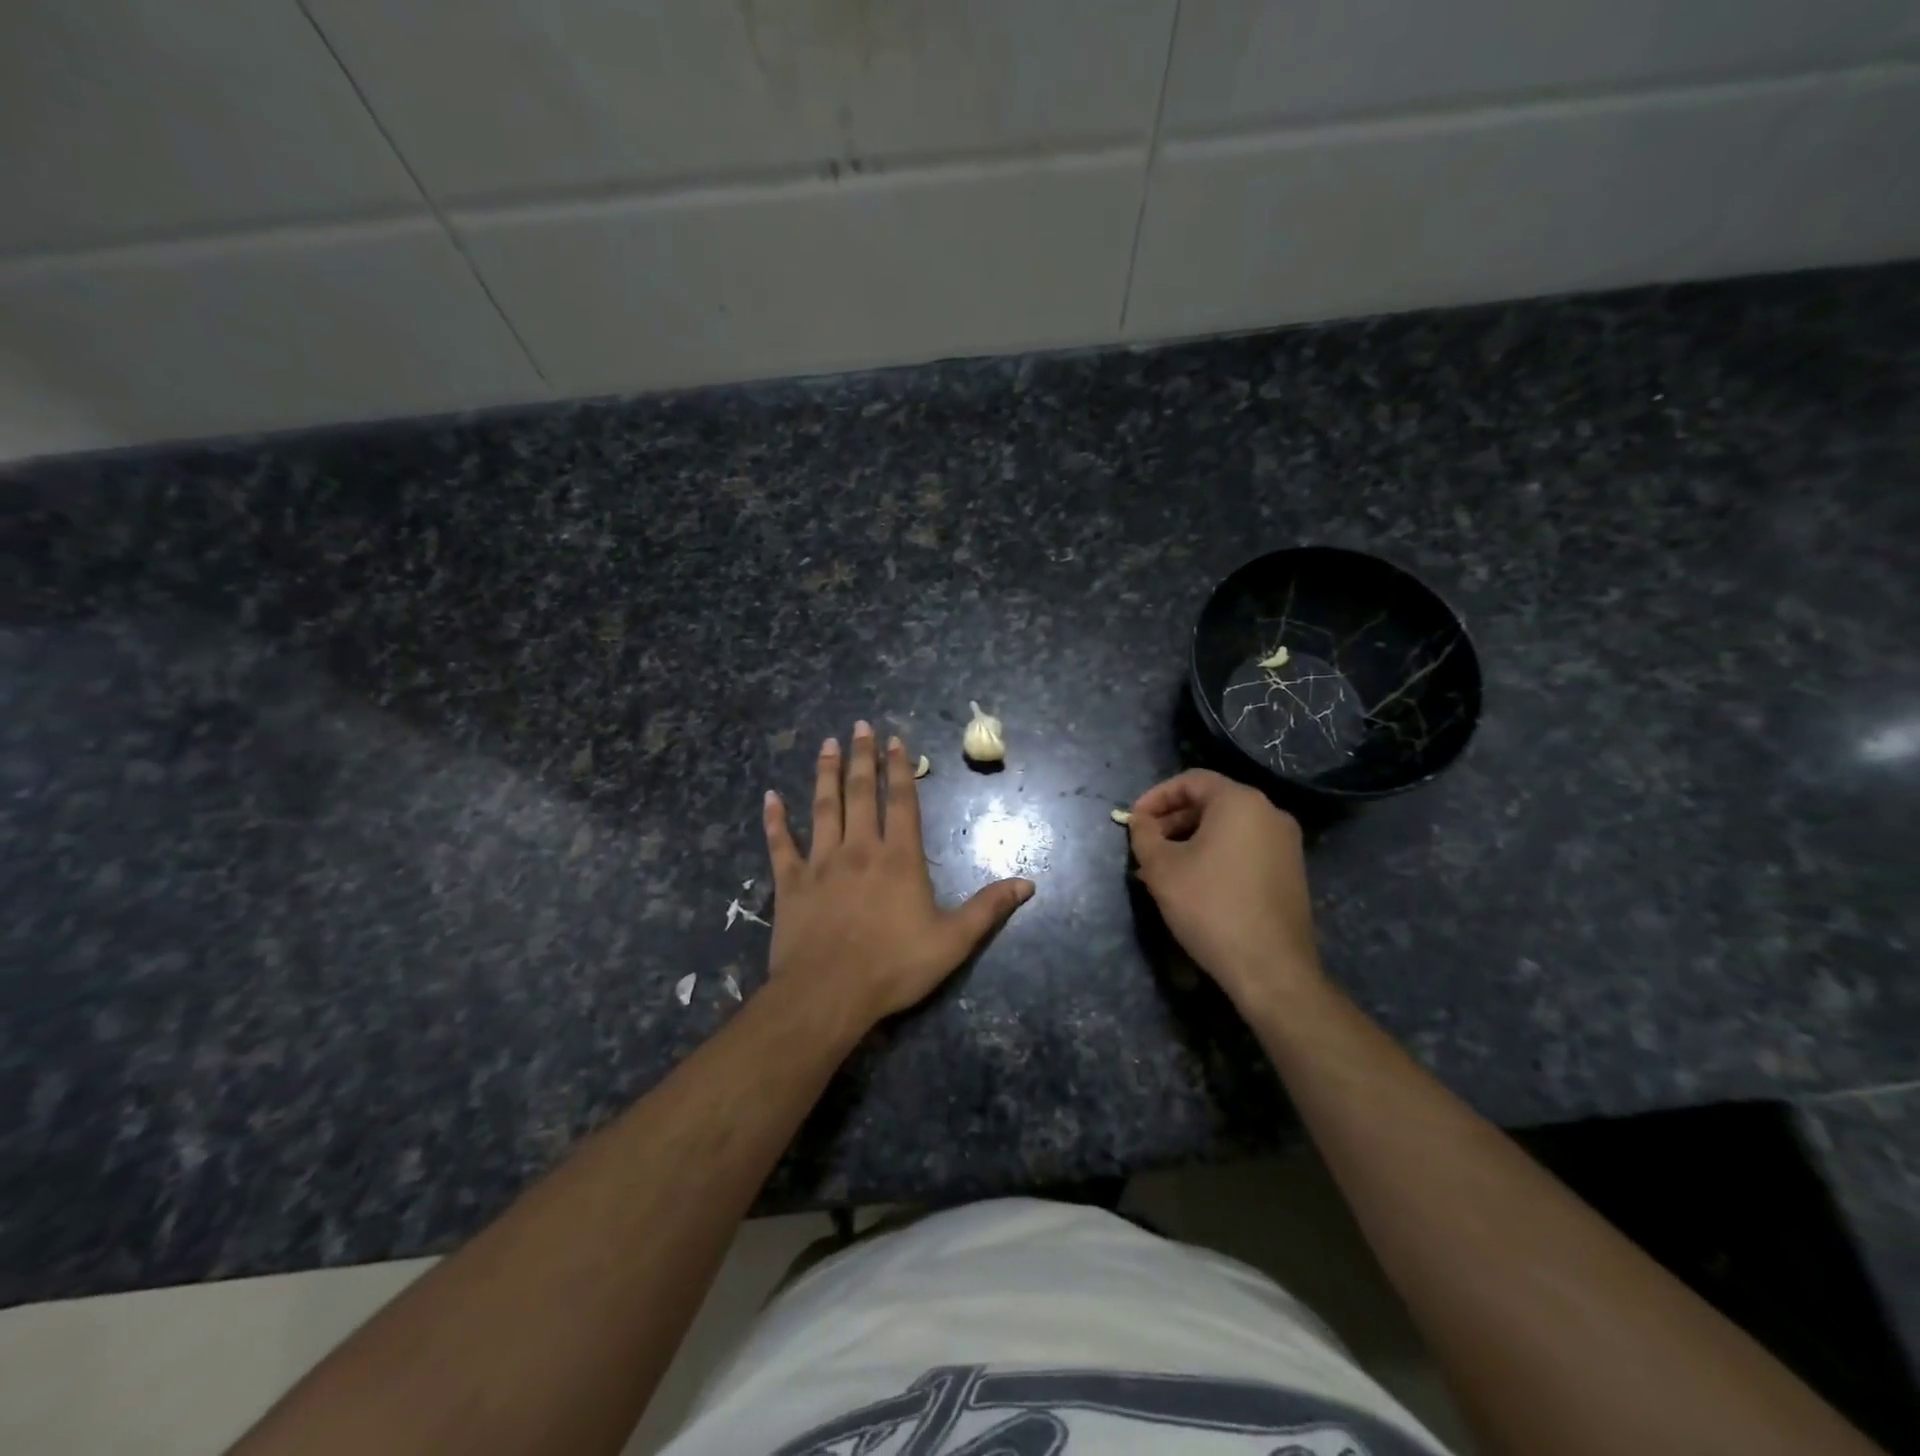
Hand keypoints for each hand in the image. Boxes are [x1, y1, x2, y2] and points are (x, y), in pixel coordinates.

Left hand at [762, 721, 1035, 1027]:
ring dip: (826, 774)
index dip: (900, 769)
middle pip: (861, 793)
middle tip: (860, 725)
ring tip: (828, 744)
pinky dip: (775, 820)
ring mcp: (821, 863)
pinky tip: (769, 797)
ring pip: (823, 808)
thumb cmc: (893, 967)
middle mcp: (859, 849)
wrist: (828, 995)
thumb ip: (988, 908)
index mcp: (898, 858)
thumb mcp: (953, 941)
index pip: (901, 802)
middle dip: (862, 757)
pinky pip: (780, 845)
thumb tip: (1028, 883)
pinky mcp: (790, 883)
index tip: (895, 740)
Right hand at [1127, 769, 1324, 1010]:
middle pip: (1211, 803)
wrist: (1270, 968)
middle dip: (1172, 821)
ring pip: (1227, 828)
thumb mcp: (1161, 868)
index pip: (1191, 781)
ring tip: (1162, 870)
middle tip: (1145, 846)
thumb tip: (1140, 820)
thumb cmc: (1210, 907)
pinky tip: (1193, 884)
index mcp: (1240, 802)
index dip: (1156, 797)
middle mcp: (1269, 813)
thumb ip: (1144, 834)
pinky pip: (1244, 849)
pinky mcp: (1291, 872)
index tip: (1133, 820)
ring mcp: (1286, 844)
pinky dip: (1215, 855)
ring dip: (1190, 841)